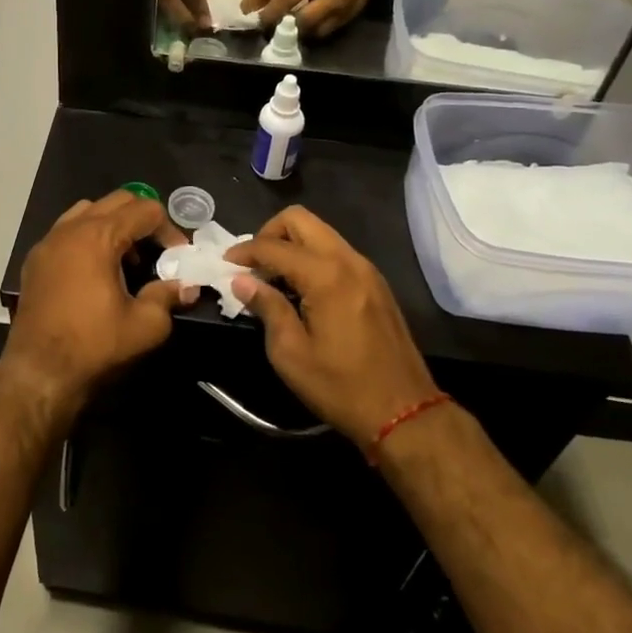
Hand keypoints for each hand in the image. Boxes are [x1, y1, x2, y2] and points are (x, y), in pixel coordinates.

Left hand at [4, 191, 189, 425]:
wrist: (38, 373)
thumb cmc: (94, 346)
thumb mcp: (144, 325)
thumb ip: (168, 297)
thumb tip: (188, 287)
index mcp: (98, 236)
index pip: (145, 210)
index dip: (169, 229)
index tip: (177, 257)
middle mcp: (71, 228)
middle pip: (117, 201)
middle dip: (143, 220)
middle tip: (157, 252)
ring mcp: (48, 241)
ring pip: (89, 211)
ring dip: (114, 225)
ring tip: (126, 259)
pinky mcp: (35, 260)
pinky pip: (67, 231)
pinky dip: (88, 237)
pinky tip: (96, 271)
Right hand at [224, 207, 440, 450]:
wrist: (405, 413)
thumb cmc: (342, 387)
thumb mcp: (291, 354)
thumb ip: (267, 308)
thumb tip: (242, 281)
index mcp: (325, 275)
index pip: (274, 246)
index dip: (245, 251)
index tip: (225, 263)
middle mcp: (348, 260)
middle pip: (300, 219)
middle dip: (269, 233)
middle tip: (252, 264)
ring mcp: (366, 269)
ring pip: (320, 232)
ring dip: (292, 243)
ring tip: (272, 276)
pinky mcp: (375, 283)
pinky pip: (336, 251)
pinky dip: (312, 256)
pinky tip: (301, 287)